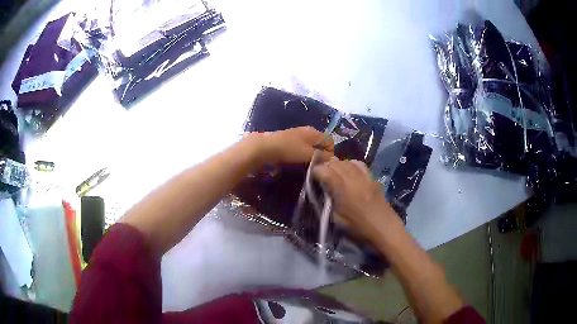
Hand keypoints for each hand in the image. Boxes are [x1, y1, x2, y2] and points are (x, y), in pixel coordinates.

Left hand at [247, 126, 333, 165]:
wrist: (265, 147)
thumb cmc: (289, 150)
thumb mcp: (308, 154)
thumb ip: (321, 156)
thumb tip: (331, 159)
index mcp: (314, 132)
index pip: (330, 140)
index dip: (331, 153)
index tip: (326, 164)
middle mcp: (307, 130)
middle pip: (320, 143)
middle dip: (321, 154)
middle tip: (317, 166)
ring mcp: (297, 134)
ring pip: (310, 145)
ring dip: (311, 155)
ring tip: (307, 166)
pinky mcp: (288, 139)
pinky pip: (301, 147)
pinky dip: (302, 154)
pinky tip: (297, 161)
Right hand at [313, 159, 401, 244]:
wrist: (384, 228)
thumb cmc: (358, 228)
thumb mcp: (337, 219)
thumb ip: (328, 201)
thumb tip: (324, 191)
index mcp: (341, 188)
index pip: (324, 170)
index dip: (315, 172)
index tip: (313, 179)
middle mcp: (352, 178)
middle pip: (335, 163)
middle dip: (326, 167)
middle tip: (322, 176)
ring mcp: (364, 176)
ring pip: (347, 161)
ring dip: (338, 165)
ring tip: (335, 173)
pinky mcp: (372, 178)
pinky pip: (360, 165)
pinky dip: (351, 165)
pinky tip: (350, 171)